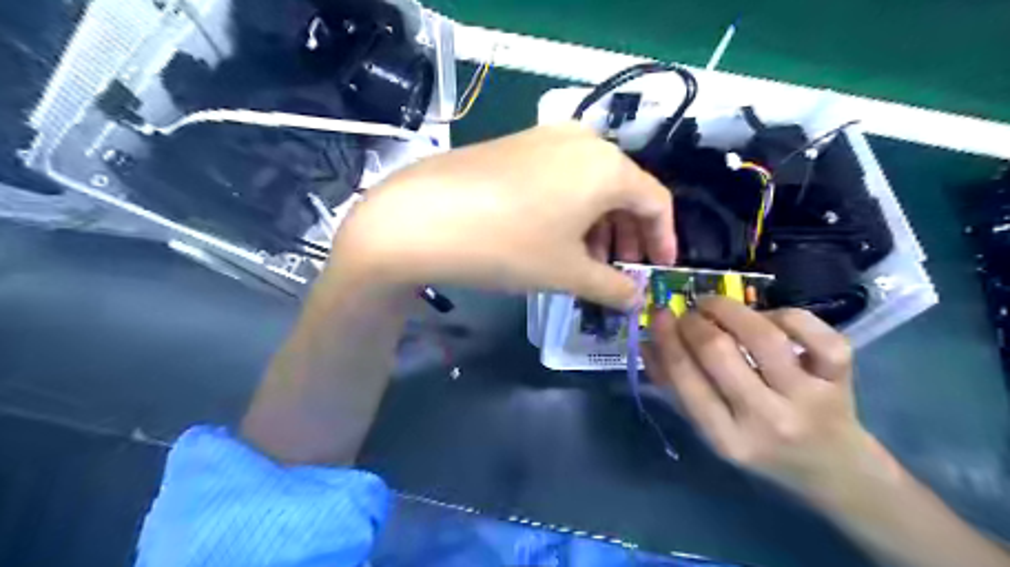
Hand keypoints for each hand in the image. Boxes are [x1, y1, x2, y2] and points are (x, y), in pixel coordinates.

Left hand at [333, 121, 673, 310]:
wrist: (422, 217)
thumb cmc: (509, 246)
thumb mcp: (567, 273)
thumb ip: (612, 287)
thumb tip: (636, 299)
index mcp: (607, 166)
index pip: (655, 201)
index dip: (663, 239)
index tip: (658, 269)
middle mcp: (582, 140)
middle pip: (623, 190)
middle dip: (627, 235)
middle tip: (619, 271)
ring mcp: (544, 137)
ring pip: (589, 184)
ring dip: (597, 224)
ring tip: (585, 261)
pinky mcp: (515, 144)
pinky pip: (559, 176)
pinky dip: (569, 208)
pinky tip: (553, 236)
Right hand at [646, 298, 889, 506]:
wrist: (834, 468)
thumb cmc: (759, 447)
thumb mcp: (711, 428)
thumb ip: (675, 388)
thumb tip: (647, 341)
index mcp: (727, 438)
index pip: (685, 378)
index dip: (666, 338)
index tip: (658, 314)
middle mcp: (768, 420)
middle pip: (719, 351)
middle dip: (694, 321)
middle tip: (689, 314)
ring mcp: (809, 398)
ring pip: (764, 336)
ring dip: (729, 309)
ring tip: (713, 305)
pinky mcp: (841, 378)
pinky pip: (814, 333)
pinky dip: (785, 315)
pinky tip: (767, 318)